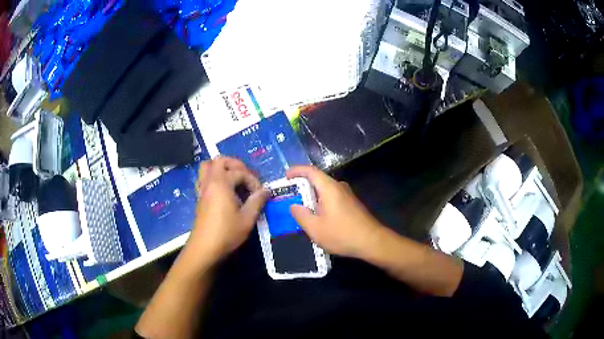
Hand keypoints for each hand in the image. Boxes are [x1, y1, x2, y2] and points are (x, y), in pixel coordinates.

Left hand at [187, 157, 268, 262]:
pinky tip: (223, 190)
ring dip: (221, 168)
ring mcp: (202, 189)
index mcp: (221, 183)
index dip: (253, 180)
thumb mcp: (247, 218)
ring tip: (233, 179)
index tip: (260, 194)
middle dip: (236, 165)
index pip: (240, 172)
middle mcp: (210, 181)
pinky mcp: (199, 197)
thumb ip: (257, 201)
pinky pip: (204, 178)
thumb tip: (267, 190)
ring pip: (207, 166)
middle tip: (246, 177)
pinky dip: (214, 177)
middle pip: (220, 160)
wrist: (205, 248)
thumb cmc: (227, 232)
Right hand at [287, 166, 383, 258]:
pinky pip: (332, 198)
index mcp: (329, 188)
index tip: (286, 176)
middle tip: (290, 198)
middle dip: (302, 187)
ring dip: (312, 197)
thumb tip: (294, 206)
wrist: (372, 241)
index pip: (311, 171)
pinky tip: (319, 218)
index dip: (296, 171)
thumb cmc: (342, 234)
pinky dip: (321, 203)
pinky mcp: (352, 204)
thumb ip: (301, 215)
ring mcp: (347, 195)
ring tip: (302, 211)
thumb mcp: (315, 228)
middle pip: (318, 180)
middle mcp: (339, 187)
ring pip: (325, 191)